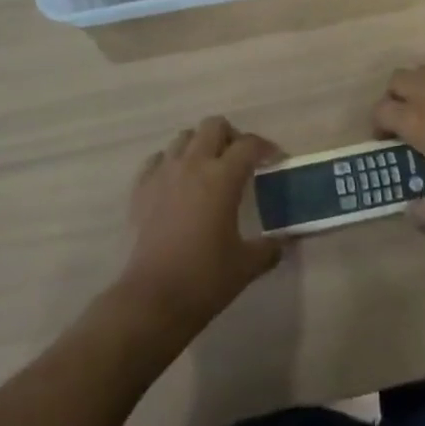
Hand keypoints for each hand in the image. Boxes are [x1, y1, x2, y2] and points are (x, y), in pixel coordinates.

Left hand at [114, 117, 282, 335]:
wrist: (153, 299)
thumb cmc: (205, 279)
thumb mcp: (247, 265)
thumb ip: (269, 248)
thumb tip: (283, 242)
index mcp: (222, 177)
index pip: (249, 145)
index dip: (266, 148)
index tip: (275, 160)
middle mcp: (193, 165)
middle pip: (213, 126)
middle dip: (231, 136)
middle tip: (240, 160)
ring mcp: (163, 174)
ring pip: (184, 137)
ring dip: (200, 145)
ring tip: (209, 168)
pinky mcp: (141, 189)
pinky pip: (158, 160)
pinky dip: (171, 162)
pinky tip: (177, 183)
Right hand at [372, 65, 424, 226]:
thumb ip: (423, 212)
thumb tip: (410, 214)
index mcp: (417, 120)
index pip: (381, 110)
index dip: (377, 126)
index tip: (386, 143)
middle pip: (398, 80)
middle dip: (393, 98)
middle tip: (403, 123)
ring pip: (424, 71)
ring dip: (417, 87)